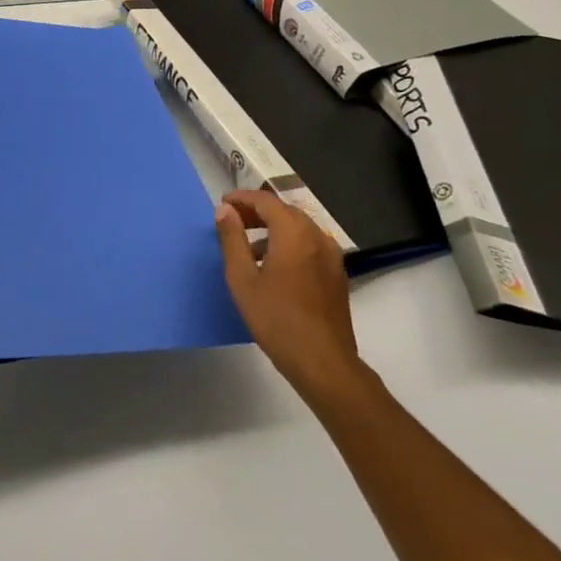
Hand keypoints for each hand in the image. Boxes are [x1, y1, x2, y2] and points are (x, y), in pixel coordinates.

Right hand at [215, 189, 372, 410]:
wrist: (323, 362)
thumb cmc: (276, 319)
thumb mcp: (242, 278)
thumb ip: (232, 239)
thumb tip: (225, 210)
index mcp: (294, 233)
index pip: (266, 201)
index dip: (242, 198)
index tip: (223, 205)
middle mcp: (317, 237)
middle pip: (285, 211)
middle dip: (258, 212)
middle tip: (234, 222)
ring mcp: (332, 256)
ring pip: (300, 228)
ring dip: (274, 228)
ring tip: (250, 247)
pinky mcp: (337, 275)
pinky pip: (311, 245)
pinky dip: (290, 243)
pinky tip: (275, 267)